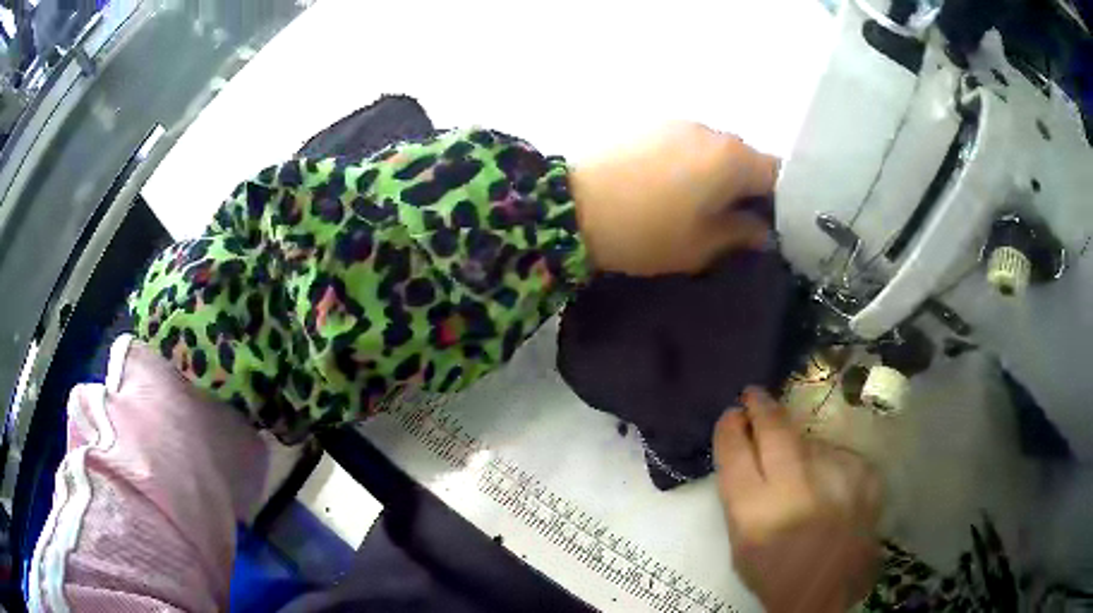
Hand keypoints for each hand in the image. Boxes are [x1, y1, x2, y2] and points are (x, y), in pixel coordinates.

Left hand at [570, 122, 777, 275]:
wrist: (570, 206)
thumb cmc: (644, 232)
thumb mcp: (699, 246)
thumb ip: (740, 235)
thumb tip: (762, 232)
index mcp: (732, 159)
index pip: (777, 173)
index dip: (781, 200)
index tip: (770, 223)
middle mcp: (711, 130)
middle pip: (746, 157)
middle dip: (747, 185)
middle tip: (733, 217)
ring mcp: (677, 122)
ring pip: (714, 148)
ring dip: (716, 172)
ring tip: (695, 201)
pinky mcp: (648, 123)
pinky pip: (685, 142)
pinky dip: (689, 161)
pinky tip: (667, 184)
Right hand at [714, 388, 881, 612]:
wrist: (829, 594)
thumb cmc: (774, 574)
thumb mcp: (740, 541)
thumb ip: (741, 493)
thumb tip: (746, 445)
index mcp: (756, 510)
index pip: (735, 448)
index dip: (731, 426)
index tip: (732, 415)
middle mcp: (797, 486)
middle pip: (774, 427)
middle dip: (761, 406)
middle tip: (754, 397)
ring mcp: (838, 476)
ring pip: (810, 440)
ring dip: (799, 448)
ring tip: (803, 477)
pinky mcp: (866, 474)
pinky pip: (838, 454)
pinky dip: (829, 465)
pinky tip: (829, 488)